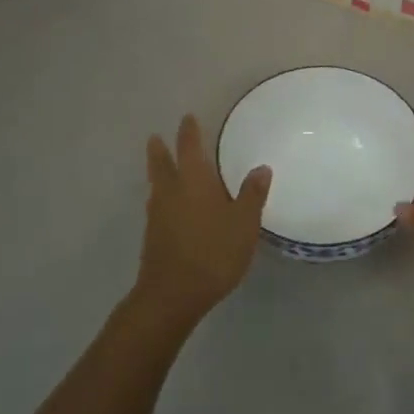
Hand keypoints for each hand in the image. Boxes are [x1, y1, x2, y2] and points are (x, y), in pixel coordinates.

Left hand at [136, 114, 271, 328]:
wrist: (172, 295)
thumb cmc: (213, 252)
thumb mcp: (244, 223)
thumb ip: (252, 195)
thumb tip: (261, 168)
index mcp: (194, 181)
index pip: (189, 147)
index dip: (189, 132)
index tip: (187, 118)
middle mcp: (171, 192)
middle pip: (161, 164)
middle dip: (160, 149)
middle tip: (155, 137)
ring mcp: (158, 215)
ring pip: (156, 185)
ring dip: (157, 172)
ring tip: (161, 168)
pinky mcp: (152, 237)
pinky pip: (157, 206)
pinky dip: (161, 197)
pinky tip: (169, 207)